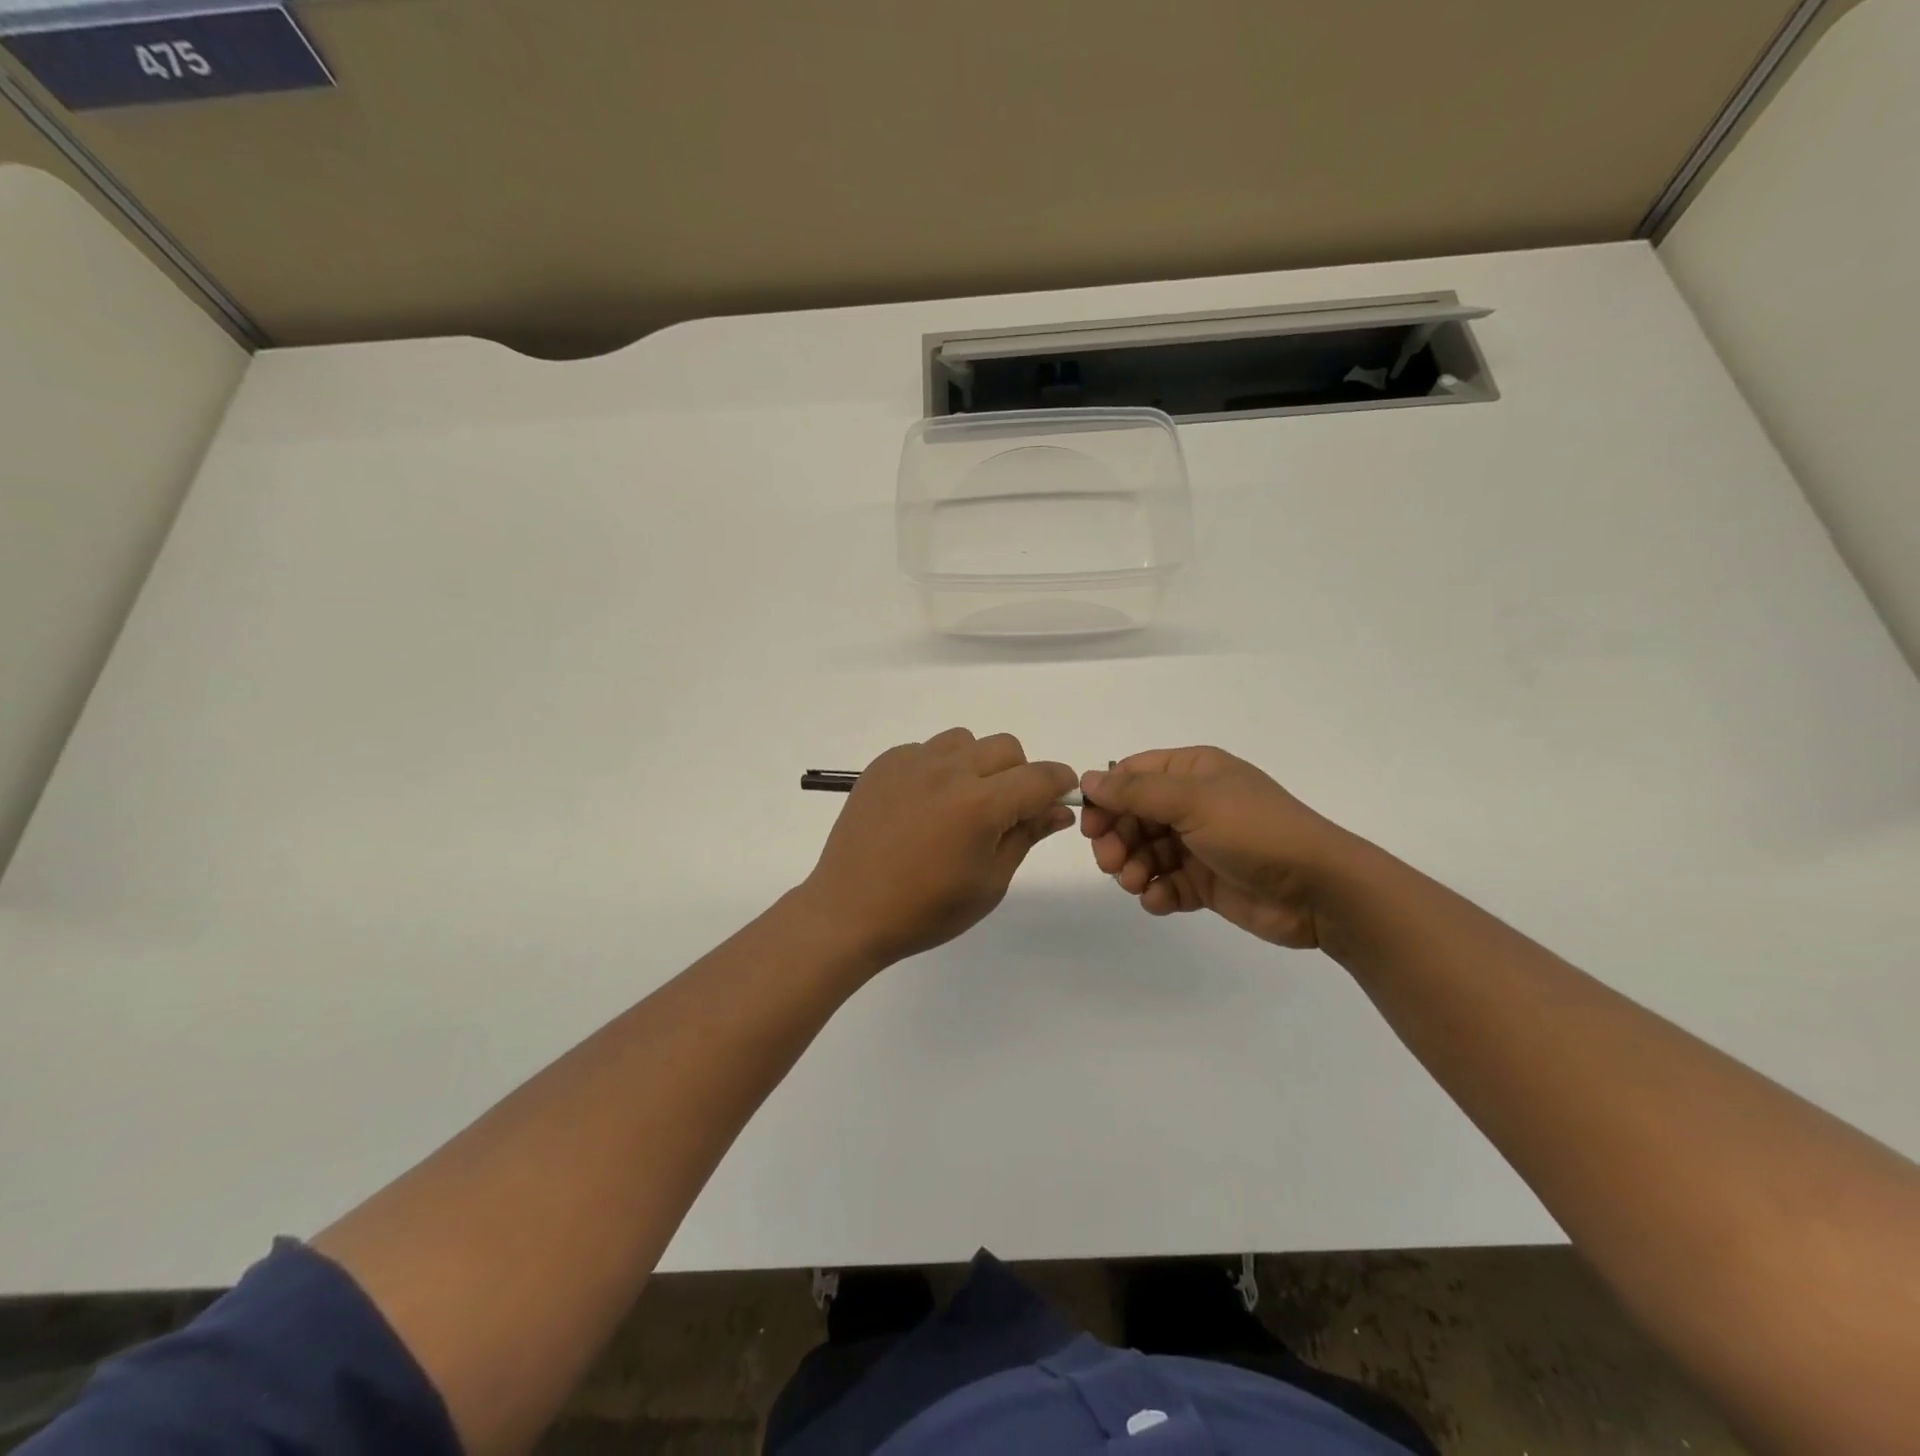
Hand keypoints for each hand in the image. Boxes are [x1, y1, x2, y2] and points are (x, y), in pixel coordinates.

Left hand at [802, 729, 1076, 970]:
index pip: (1040, 776)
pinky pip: (927, 750)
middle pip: (1006, 748)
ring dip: (977, 764)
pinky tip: (923, 805)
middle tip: (1005, 811)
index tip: (1060, 796)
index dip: (1060, 783)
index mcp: (981, 805)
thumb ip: (1026, 836)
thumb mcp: (989, 883)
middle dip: (1019, 774)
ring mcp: (912, 762)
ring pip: (965, 741)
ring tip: (961, 803)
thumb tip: (1058, 810)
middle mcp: (949, 771)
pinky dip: (938, 768)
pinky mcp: (885, 764)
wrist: (850, 911)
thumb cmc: (926, 909)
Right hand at [1079, 747, 1358, 949]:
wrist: (1318, 889)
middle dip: (1116, 838)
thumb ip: (1136, 791)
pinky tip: (1160, 901)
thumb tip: (1087, 780)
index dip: (1106, 798)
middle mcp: (1193, 803)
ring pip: (1145, 852)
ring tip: (1136, 884)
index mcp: (1193, 771)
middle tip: (1109, 862)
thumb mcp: (1192, 801)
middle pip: (1133, 816)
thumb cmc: (1254, 831)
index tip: (1090, 826)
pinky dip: (1156, 892)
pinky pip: (1166, 883)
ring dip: (1131, 868)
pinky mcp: (1206, 881)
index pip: (1132, 775)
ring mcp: (1199, 844)